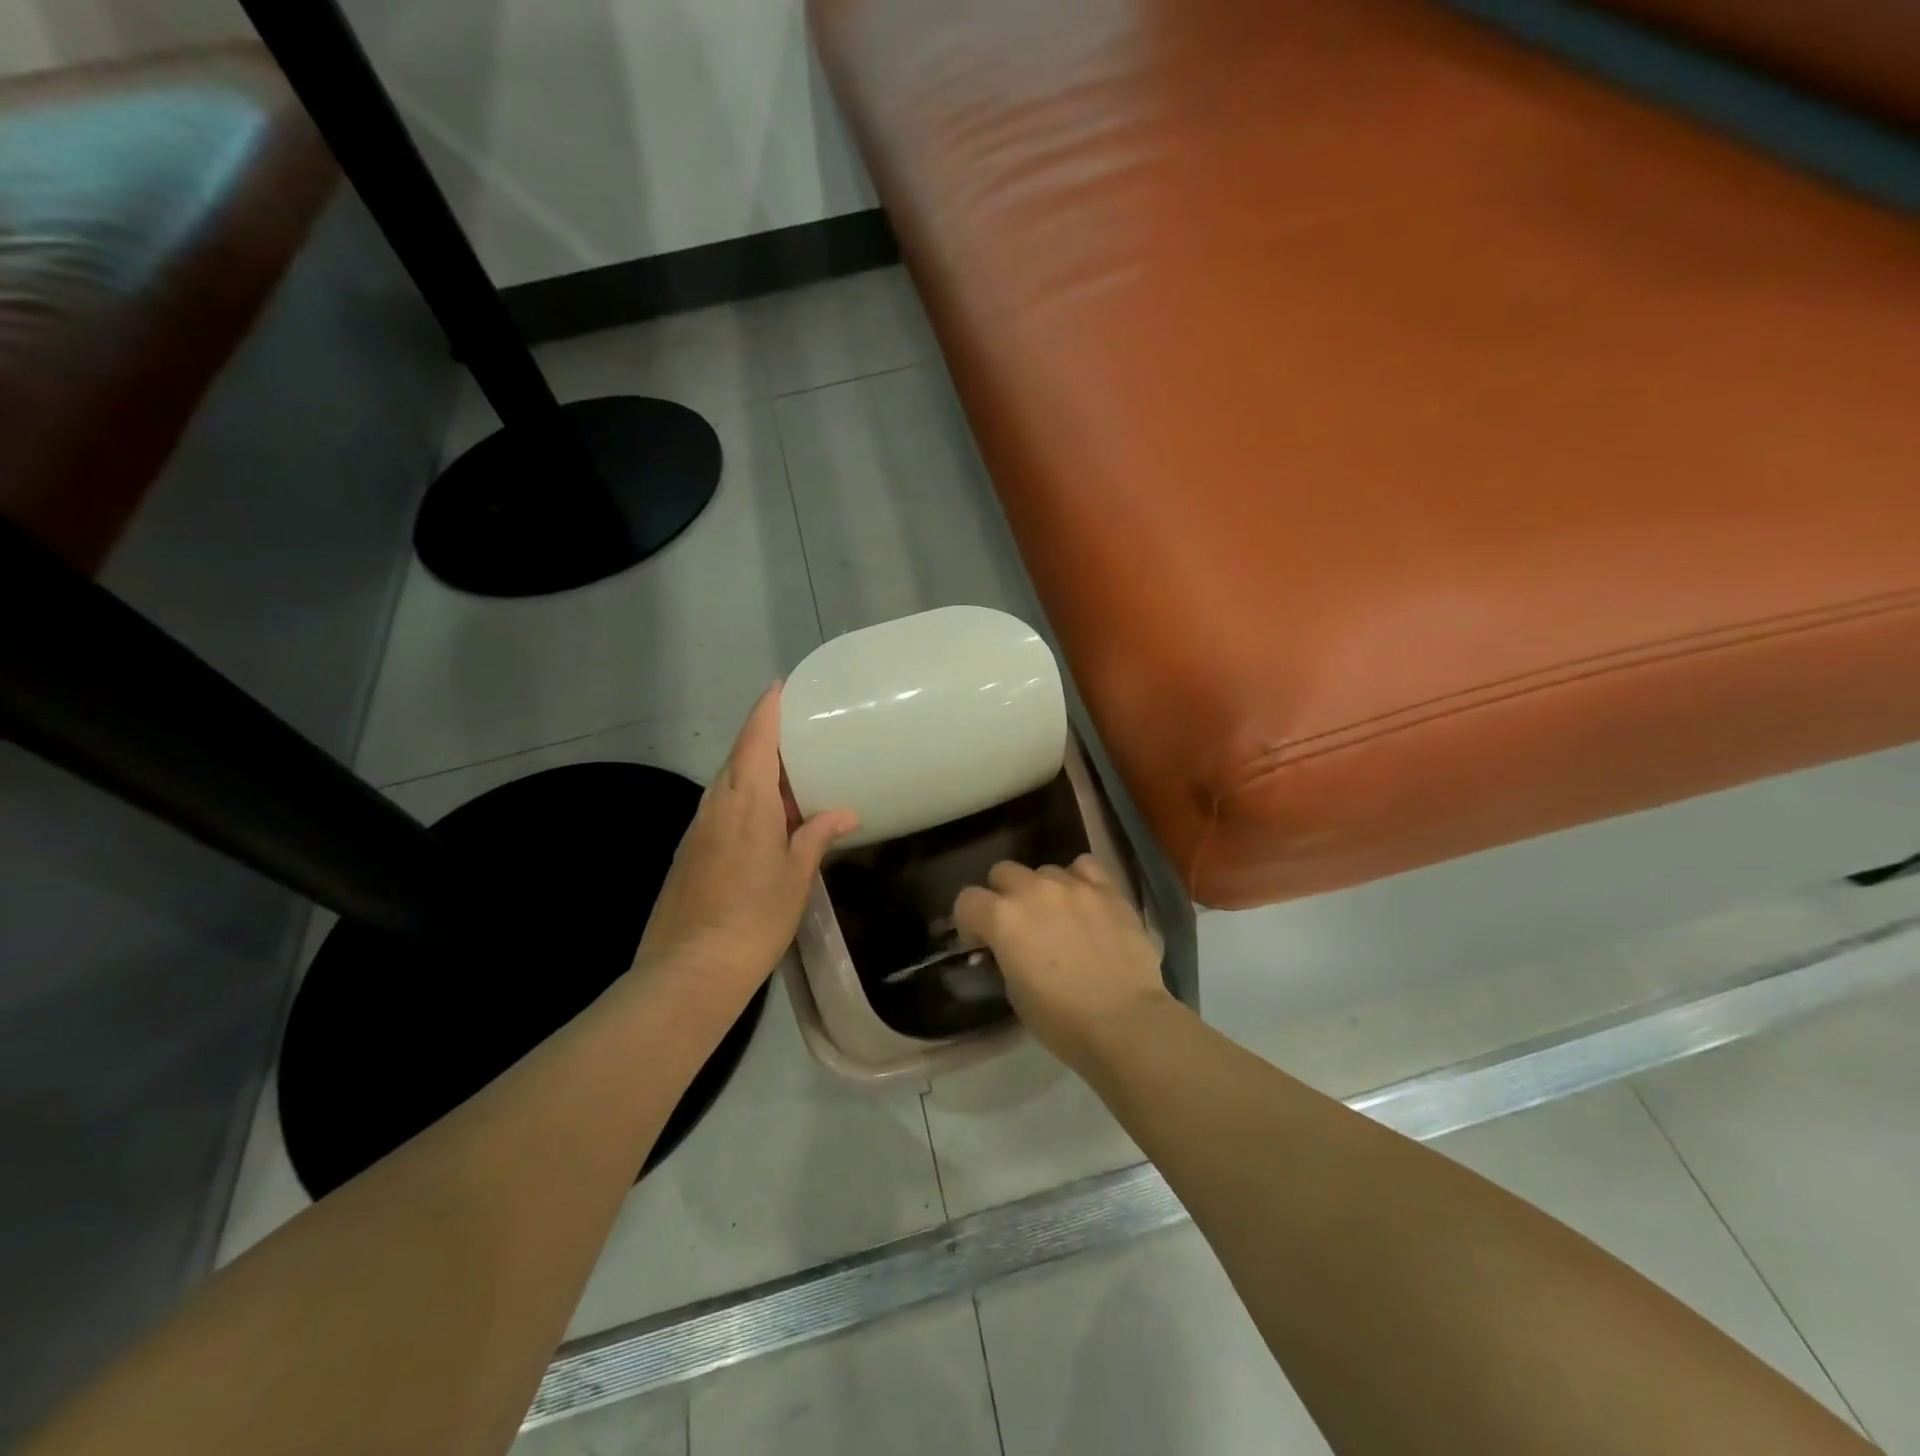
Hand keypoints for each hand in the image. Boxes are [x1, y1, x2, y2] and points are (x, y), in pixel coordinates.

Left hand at [635, 685, 858, 1004]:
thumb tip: (844, 814)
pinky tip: (761, 817)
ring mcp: (697, 828)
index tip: (779, 687)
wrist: (690, 969)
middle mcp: (716, 805)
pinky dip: (741, 798)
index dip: (766, 710)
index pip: (755, 740)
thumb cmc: (754, 918)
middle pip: (737, 756)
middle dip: (762, 738)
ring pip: (726, 783)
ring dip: (751, 770)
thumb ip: (817, 837)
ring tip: (785, 773)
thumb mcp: (796, 877)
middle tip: (795, 733)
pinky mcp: (689, 851)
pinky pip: (718, 807)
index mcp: (746, 802)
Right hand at [953, 856, 1169, 1071]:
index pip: (967, 900)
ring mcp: (1073, 885)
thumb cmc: (1061, 1019)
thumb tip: (1009, 947)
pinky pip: (1085, 867)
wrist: (1124, 1021)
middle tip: (1019, 926)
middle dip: (1003, 895)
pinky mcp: (1108, 890)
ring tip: (1059, 917)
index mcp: (1002, 918)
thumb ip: (1005, 955)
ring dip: (1043, 891)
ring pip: (1044, 871)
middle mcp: (1033, 890)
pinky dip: (1079, 879)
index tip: (982, 943)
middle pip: (1003, 872)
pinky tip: (1086, 900)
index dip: (970, 922)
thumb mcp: (1014, 992)